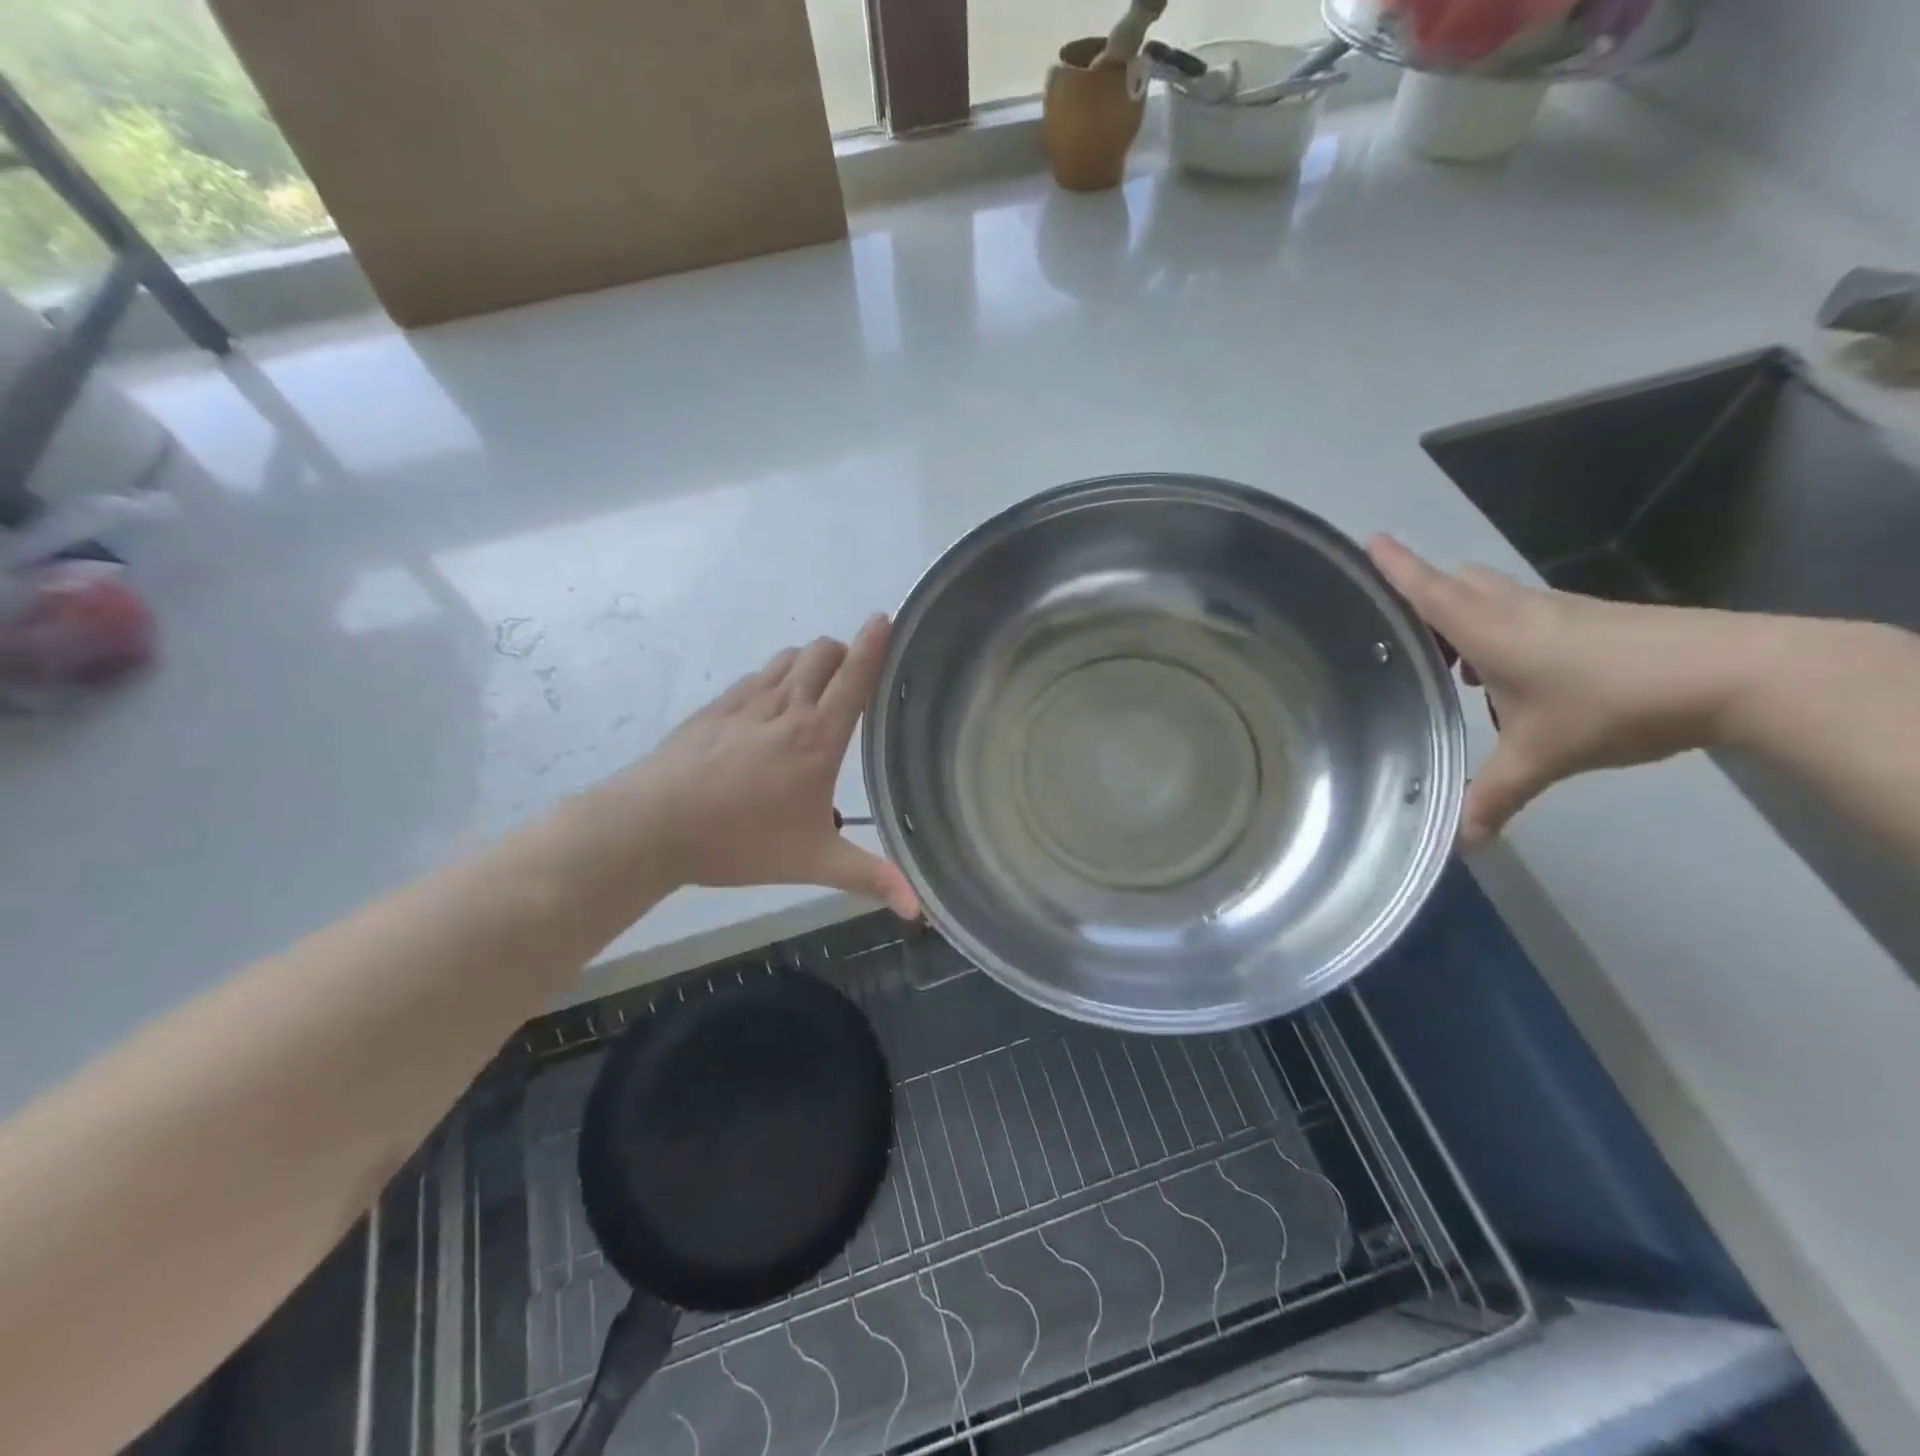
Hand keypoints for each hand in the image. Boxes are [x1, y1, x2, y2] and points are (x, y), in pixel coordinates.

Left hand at [623, 616, 919, 916]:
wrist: (653, 825)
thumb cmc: (741, 841)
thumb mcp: (813, 863)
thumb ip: (870, 878)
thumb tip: (919, 909)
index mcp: (818, 737)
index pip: (855, 677)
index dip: (874, 643)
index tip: (887, 617)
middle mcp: (787, 707)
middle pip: (821, 652)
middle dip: (843, 651)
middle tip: (853, 675)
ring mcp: (747, 702)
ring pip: (787, 658)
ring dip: (809, 662)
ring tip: (814, 689)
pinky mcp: (716, 707)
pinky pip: (757, 675)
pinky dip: (774, 678)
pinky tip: (769, 708)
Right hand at [1368, 535, 1758, 845]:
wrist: (1736, 674)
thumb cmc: (1615, 703)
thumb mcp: (1543, 757)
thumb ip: (1494, 796)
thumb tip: (1462, 843)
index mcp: (1490, 631)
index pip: (1429, 591)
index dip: (1395, 566)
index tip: (1369, 539)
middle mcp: (1517, 610)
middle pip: (1458, 585)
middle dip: (1427, 599)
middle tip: (1405, 634)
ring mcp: (1559, 610)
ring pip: (1493, 598)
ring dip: (1466, 619)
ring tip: (1454, 666)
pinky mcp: (1592, 619)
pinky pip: (1525, 614)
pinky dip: (1503, 633)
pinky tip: (1514, 679)